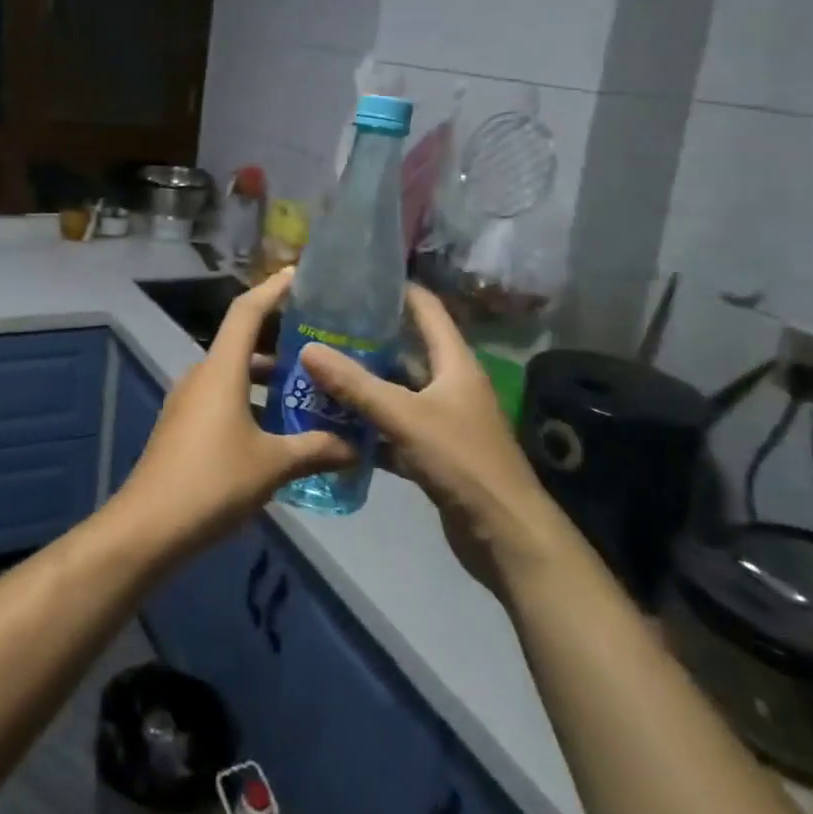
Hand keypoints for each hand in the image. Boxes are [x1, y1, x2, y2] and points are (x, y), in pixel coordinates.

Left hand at [115, 267, 353, 556]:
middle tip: (320, 346)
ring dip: (266, 378)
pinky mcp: (183, 425)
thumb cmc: (213, 481)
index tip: (298, 275)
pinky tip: (277, 427)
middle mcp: (202, 375)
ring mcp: (188, 401)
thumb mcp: (272, 465)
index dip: (272, 289)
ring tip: (307, 390)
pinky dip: (250, 400)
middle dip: (279, 342)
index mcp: (221, 369)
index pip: (246, 311)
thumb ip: (315, 449)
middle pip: (242, 343)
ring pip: (233, 374)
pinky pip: (222, 398)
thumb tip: (355, 447)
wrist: (150, 525)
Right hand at [300, 286, 562, 585]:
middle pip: (404, 350)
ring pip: (395, 391)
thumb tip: (307, 348)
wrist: (505, 536)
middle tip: (320, 326)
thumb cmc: (463, 462)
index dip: (397, 289)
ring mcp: (441, 420)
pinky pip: (392, 428)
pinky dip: (366, 425)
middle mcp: (449, 384)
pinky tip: (331, 422)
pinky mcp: (432, 452)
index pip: (427, 309)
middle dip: (365, 338)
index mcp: (454, 362)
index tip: (355, 277)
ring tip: (316, 368)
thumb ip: (355, 385)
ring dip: (361, 384)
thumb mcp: (405, 417)